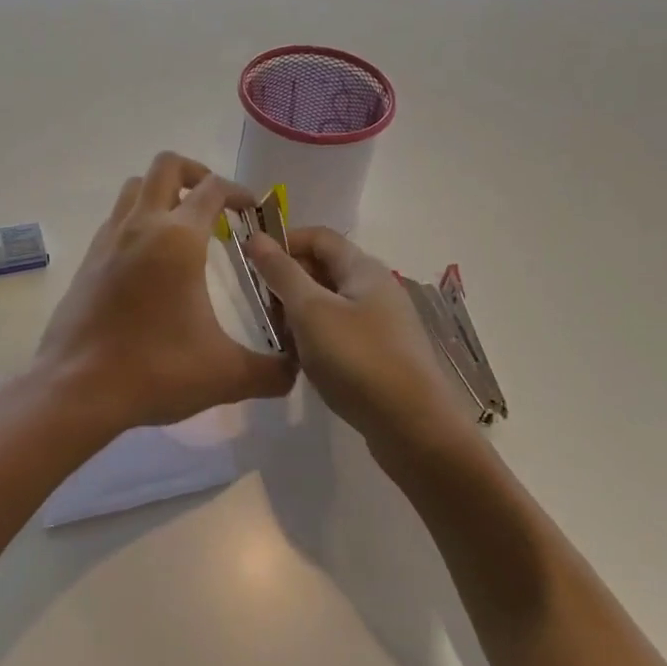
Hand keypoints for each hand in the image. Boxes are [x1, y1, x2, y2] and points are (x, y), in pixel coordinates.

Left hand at [34, 152, 297, 438]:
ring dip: (162, 192)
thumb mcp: (225, 375)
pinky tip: (151, 260)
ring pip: (134, 188)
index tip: (253, 211)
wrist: (77, 389)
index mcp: (178, 239)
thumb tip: (297, 368)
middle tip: (216, 204)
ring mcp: (108, 240)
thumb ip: (271, 371)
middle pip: (166, 165)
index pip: (212, 188)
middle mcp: (140, 226)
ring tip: (184, 226)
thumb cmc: (155, 371)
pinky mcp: (88, 260)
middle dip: (196, 173)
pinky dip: (138, 220)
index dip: (239, 192)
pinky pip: (116, 219)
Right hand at [246, 226, 472, 452]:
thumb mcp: (311, 311)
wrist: (414, 429)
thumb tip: (256, 236)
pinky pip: (339, 333)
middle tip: (261, 306)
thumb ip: (282, 272)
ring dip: (299, 314)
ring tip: (278, 338)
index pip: (318, 237)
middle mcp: (376, 289)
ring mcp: (381, 324)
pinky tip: (302, 362)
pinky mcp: (381, 355)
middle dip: (288, 281)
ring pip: (329, 304)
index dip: (283, 242)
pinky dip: (316, 338)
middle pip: (323, 269)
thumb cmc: (358, 359)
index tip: (252, 263)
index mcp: (364, 269)